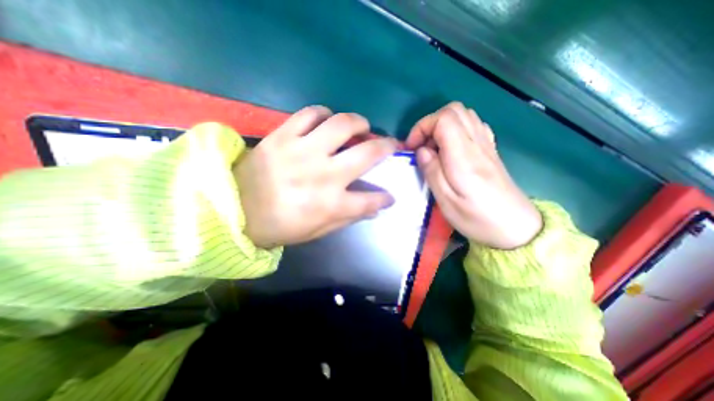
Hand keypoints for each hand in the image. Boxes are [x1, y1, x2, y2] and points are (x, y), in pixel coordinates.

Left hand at [233, 105, 395, 248]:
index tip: (390, 195)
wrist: (234, 210)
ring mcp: (303, 151)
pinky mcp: (283, 136)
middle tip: (390, 144)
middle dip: (386, 147)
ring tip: (361, 127)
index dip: (385, 198)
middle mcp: (323, 175)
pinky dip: (324, 113)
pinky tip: (327, 121)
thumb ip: (348, 218)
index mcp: (331, 204)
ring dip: (359, 123)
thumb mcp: (318, 230)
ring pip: (342, 124)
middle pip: (367, 153)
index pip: (371, 200)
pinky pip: (309, 113)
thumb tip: (374, 208)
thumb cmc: (280, 226)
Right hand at [407, 102, 541, 248]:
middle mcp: (477, 144)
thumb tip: (421, 150)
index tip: (412, 147)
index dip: (422, 127)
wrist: (515, 227)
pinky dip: (456, 130)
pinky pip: (474, 125)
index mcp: (464, 157)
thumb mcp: (446, 201)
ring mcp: (487, 145)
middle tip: (421, 146)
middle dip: (430, 124)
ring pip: (464, 115)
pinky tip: (451, 149)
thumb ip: (432, 171)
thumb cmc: (477, 218)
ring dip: (442, 126)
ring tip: (434, 149)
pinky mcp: (490, 150)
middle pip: (454, 110)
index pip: (444, 119)